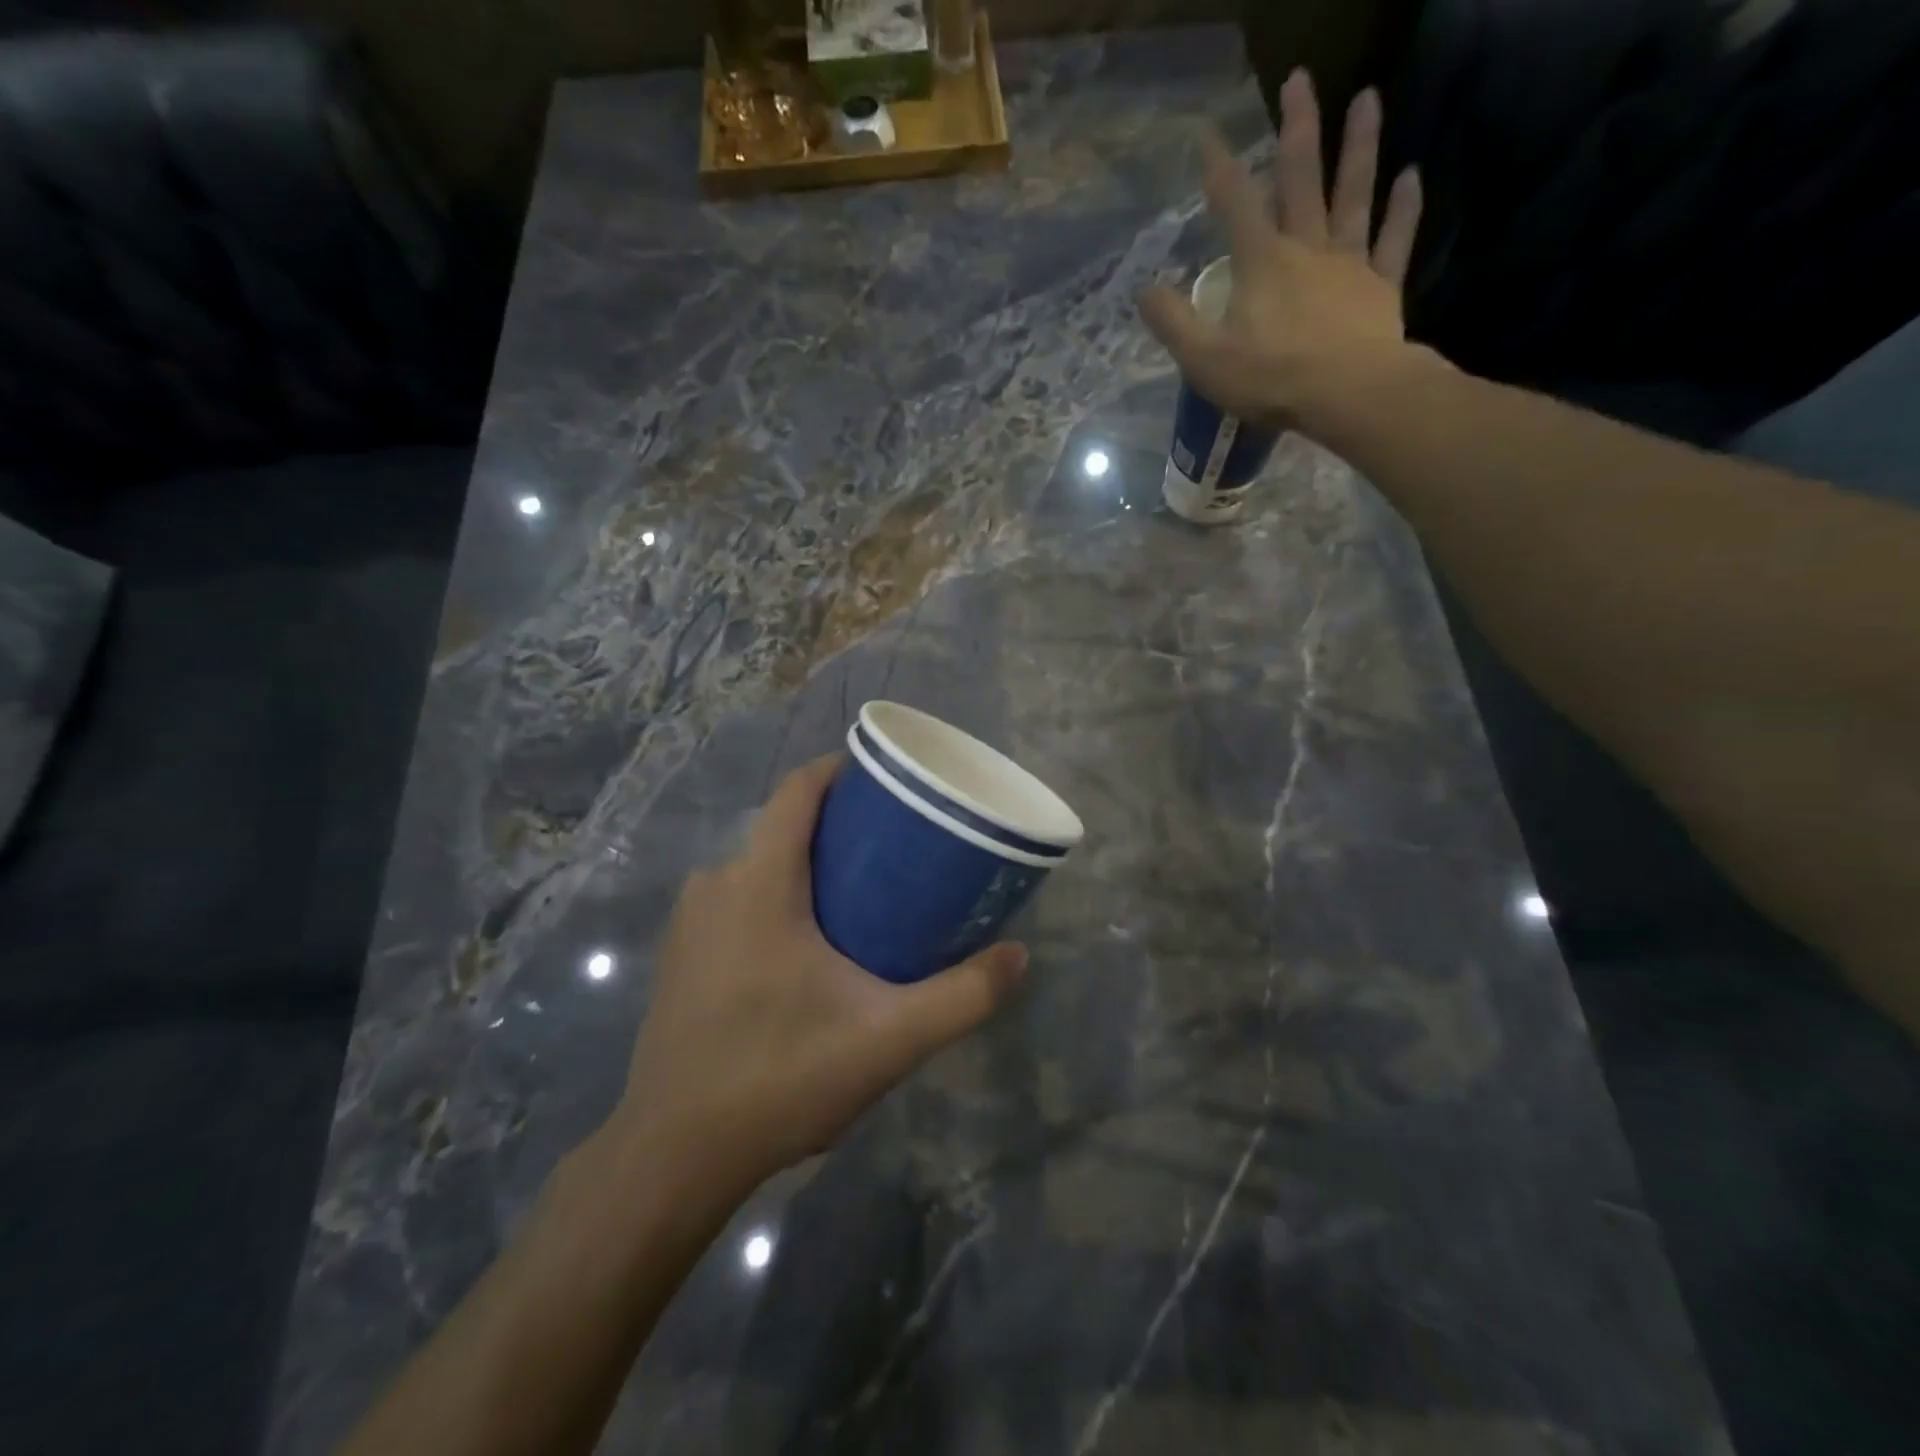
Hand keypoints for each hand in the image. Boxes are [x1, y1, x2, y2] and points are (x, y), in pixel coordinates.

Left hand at [607, 755, 1028, 1202]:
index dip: (840, 770)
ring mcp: (690, 923)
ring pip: (759, 866)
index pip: (797, 791)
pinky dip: (776, 899)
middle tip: (897, 849)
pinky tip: (810, 948)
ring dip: (807, 867)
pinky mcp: (681, 957)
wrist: (672, 1156)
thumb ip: (962, 997)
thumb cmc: (779, 1079)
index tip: (886, 778)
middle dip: (838, 827)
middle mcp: (716, 885)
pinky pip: (736, 901)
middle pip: (782, 827)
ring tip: (863, 897)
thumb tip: (1018, 956)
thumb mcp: (888, 1040)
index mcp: (759, 882)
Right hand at [1138, 70, 1424, 427]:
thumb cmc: (1270, 378)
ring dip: (1360, 145)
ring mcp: (1348, 262)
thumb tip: (1144, 290)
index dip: (1218, 167)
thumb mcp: (1204, 359)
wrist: (1346, 394)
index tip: (1208, 132)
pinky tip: (1410, 176)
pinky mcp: (1380, 286)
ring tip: (1368, 97)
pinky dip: (1404, 208)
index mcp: (1261, 263)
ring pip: (1353, 194)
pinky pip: (1394, 239)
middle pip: (1301, 178)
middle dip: (1297, 128)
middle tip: (1299, 80)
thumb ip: (1173, 323)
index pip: (1234, 204)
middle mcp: (1306, 248)